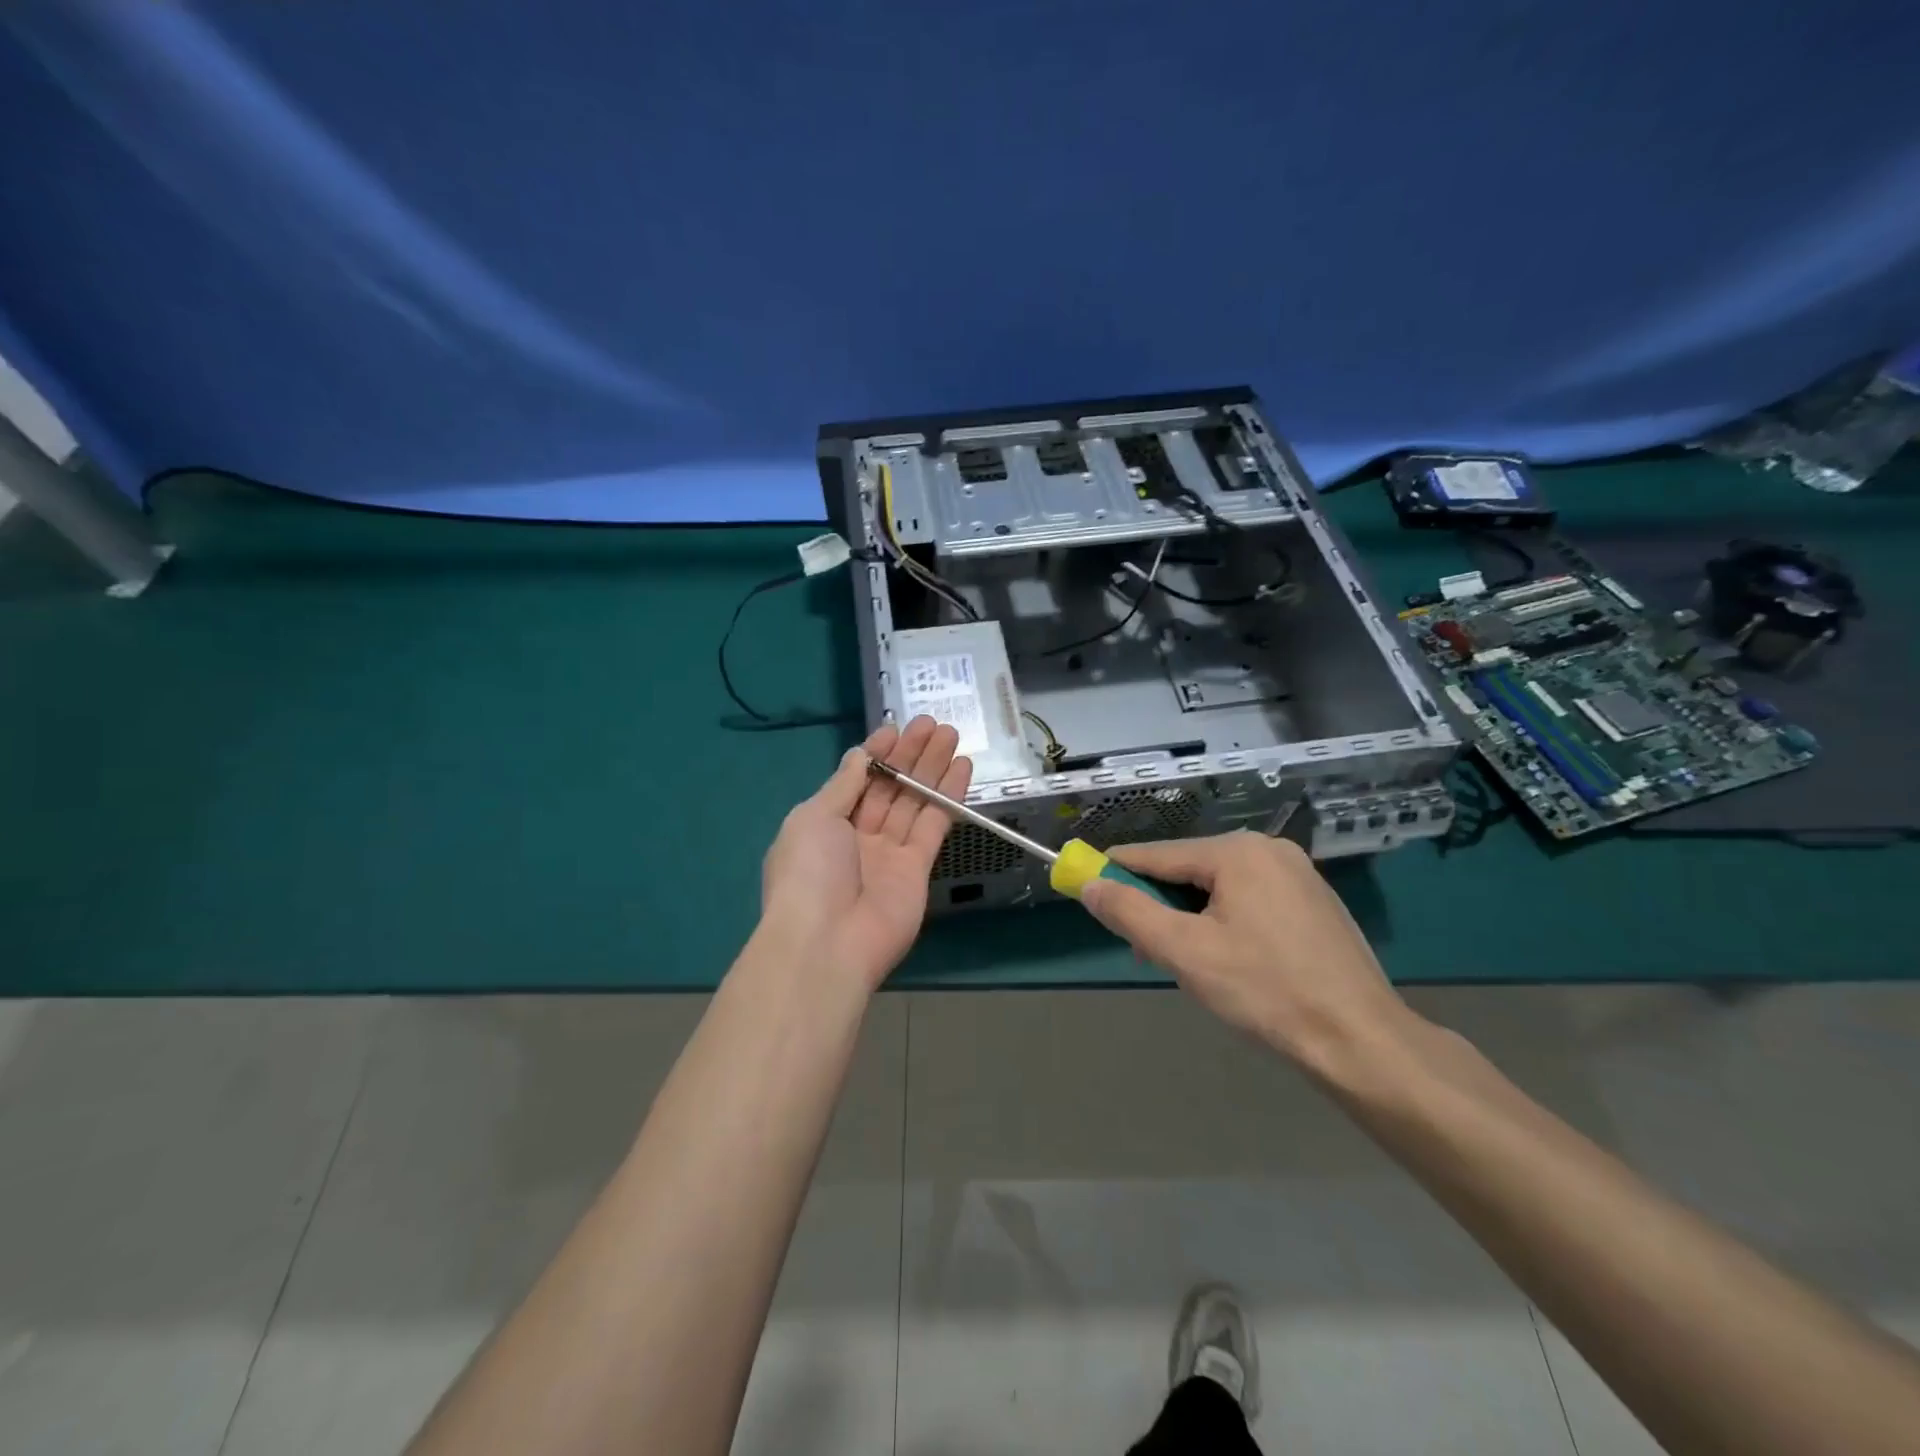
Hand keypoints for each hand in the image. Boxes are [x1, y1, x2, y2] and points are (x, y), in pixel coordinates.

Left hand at [756, 716, 969, 991]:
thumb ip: (844, 785)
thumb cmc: (809, 873)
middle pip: (889, 787)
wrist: (827, 943)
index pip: (856, 779)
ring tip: (952, 735)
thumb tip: (860, 755)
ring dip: (932, 768)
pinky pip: (934, 826)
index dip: (877, 753)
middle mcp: (857, 836)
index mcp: (824, 823)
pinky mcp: (917, 870)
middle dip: (910, 755)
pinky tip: (961, 769)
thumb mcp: (813, 817)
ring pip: (914, 802)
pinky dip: (948, 797)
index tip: (896, 728)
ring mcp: (888, 854)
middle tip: (933, 723)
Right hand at [1079, 832, 1414, 1075]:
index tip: (1085, 883)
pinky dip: (1224, 923)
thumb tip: (1089, 885)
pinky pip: (1250, 901)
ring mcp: (1298, 876)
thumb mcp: (1184, 952)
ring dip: (1190, 918)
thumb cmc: (1265, 991)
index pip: (1157, 855)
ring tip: (1182, 962)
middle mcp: (1270, 850)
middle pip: (1190, 871)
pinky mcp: (1315, 904)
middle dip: (1159, 905)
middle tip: (1141, 948)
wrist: (1361, 1041)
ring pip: (1220, 888)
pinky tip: (1225, 961)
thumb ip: (1130, 912)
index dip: (1117, 871)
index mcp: (1238, 851)